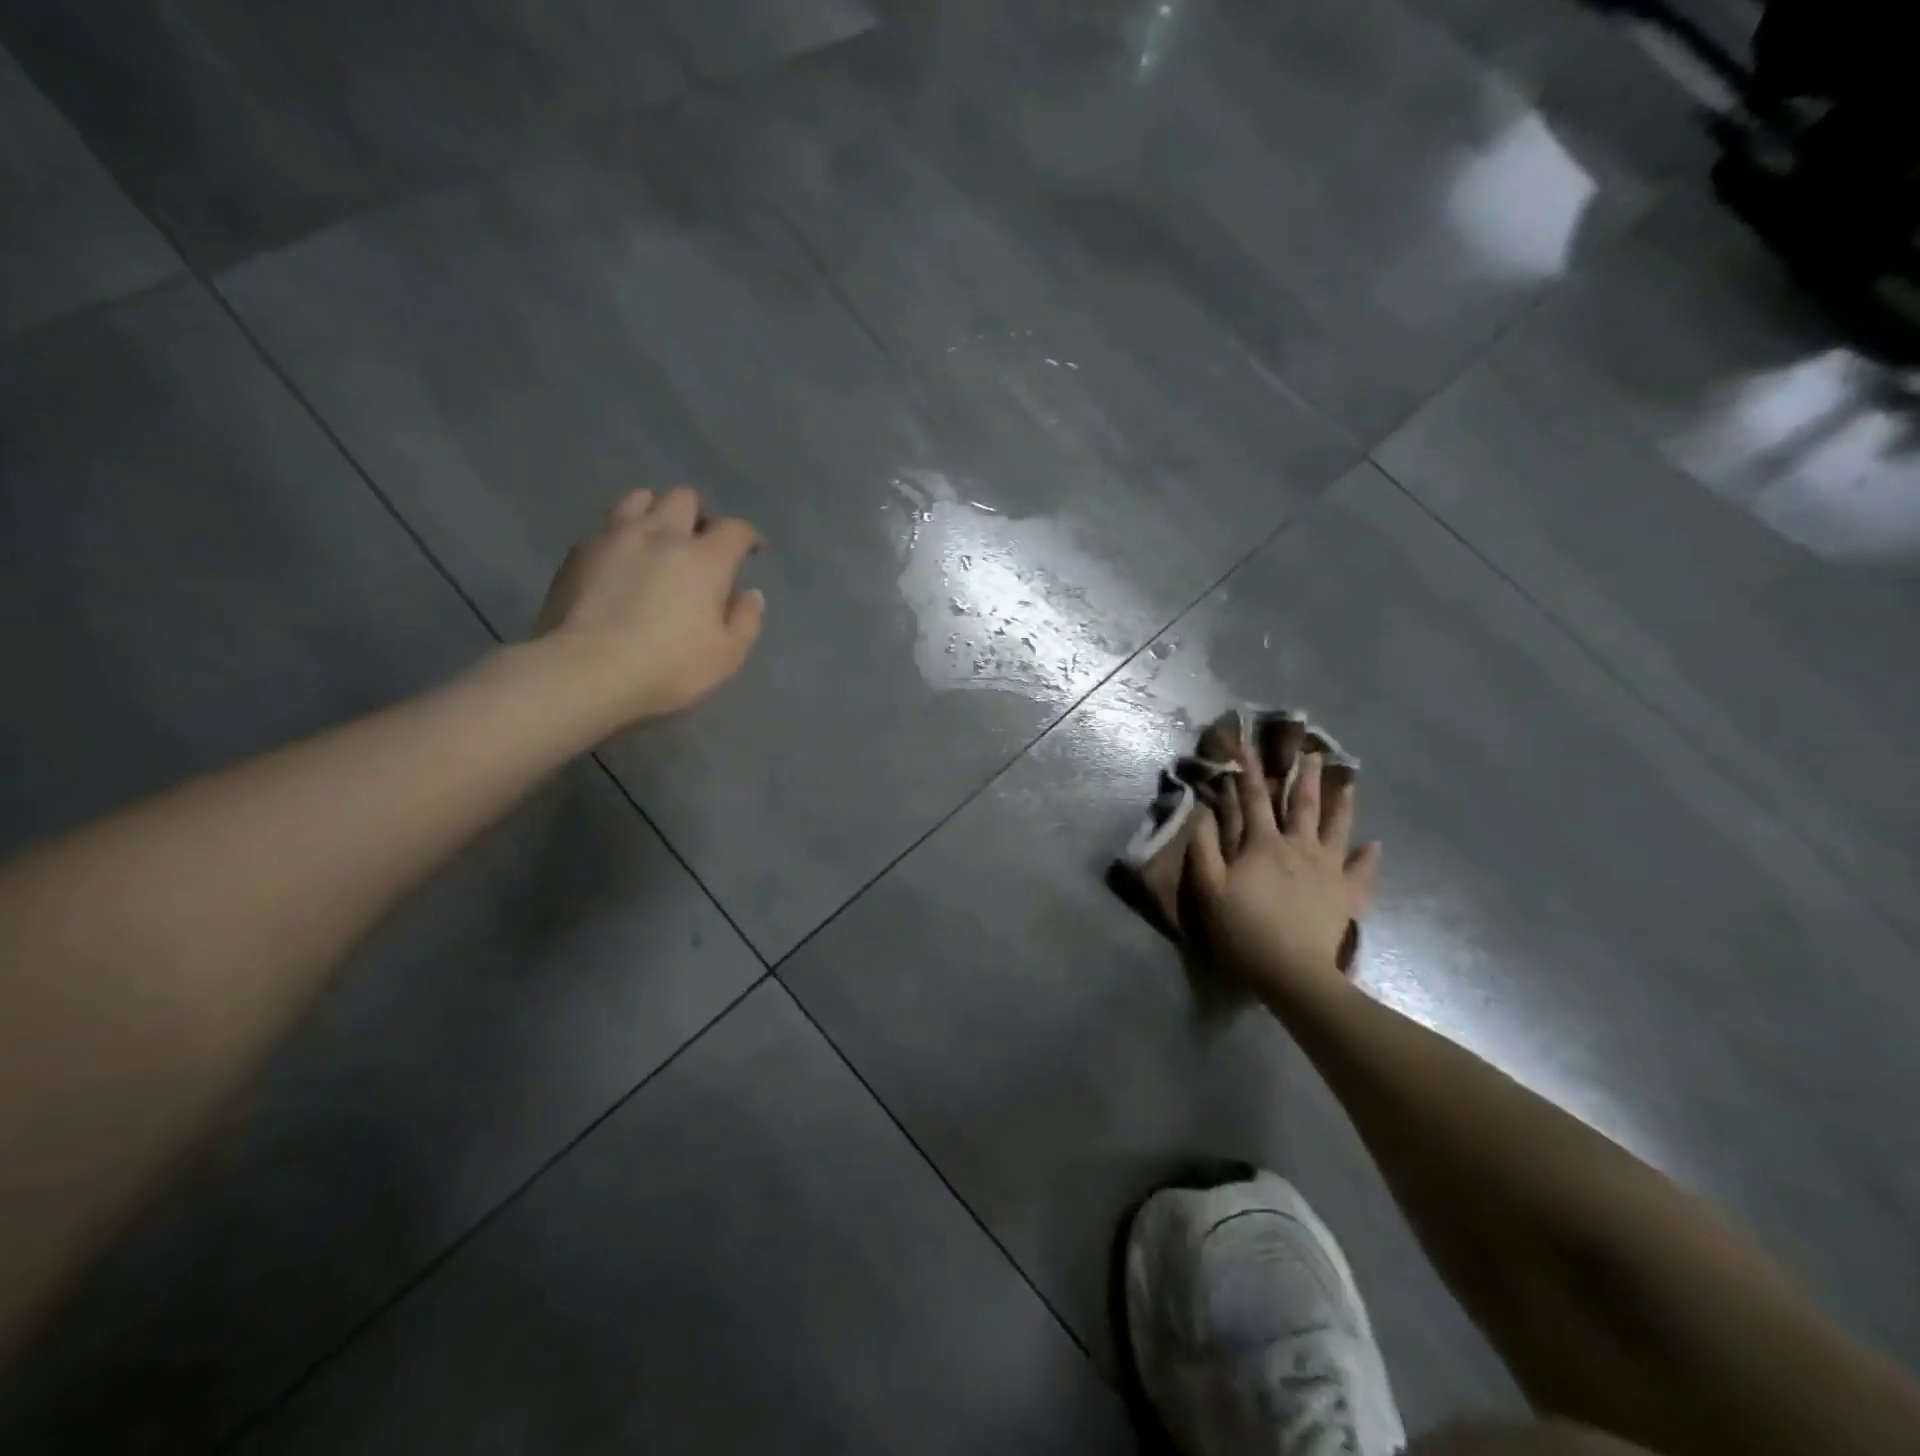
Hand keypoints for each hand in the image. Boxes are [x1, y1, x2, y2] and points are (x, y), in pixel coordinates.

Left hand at [532, 486, 765, 728]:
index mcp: (704, 558)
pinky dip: (622, 535)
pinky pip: (607, 526)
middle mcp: (661, 534)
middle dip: (700, 515)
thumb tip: (749, 595)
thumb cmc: (667, 666)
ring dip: (657, 512)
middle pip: (685, 498)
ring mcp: (615, 537)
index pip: (735, 529)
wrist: (584, 670)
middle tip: (701, 542)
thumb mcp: (726, 656)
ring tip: (658, 539)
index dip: (748, 536)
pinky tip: (622, 561)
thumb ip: (745, 621)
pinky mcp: (579, 551)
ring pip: (640, 498)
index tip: (751, 551)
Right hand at [1189, 744, 1381, 1004]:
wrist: (1293, 973)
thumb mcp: (1210, 889)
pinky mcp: (1347, 895)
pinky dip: (1369, 857)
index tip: (1246, 744)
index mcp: (1264, 844)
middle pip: (1302, 804)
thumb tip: (1203, 812)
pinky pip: (1362, 871)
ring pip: (1337, 828)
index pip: (1252, 798)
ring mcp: (1328, 870)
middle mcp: (1300, 847)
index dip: (1248, 770)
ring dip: (1342, 802)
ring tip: (1348, 782)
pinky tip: (1375, 845)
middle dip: (1304, 775)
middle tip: (1312, 751)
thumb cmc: (1243, 930)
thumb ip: (1204, 848)